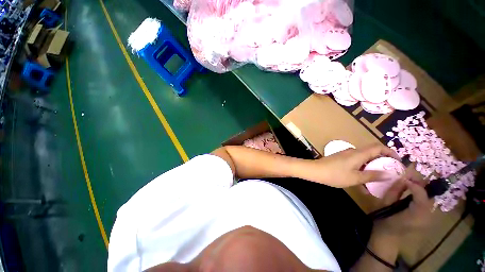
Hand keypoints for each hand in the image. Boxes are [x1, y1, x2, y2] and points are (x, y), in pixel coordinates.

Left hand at [307, 144, 400, 187]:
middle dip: (382, 161)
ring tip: (377, 180)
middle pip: (372, 152)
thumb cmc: (335, 174)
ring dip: (371, 167)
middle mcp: (353, 151)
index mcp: (358, 153)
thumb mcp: (356, 178)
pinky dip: (361, 169)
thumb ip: (372, 175)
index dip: (390, 152)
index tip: (397, 161)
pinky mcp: (341, 159)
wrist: (315, 171)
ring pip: (363, 159)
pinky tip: (362, 180)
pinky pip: (355, 162)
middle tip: (389, 172)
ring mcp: (346, 155)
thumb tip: (389, 174)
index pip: (378, 147)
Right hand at [375, 178, 433, 236]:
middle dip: (420, 185)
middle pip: (428, 197)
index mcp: (416, 215)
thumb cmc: (384, 221)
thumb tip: (401, 178)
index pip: (422, 195)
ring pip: (428, 200)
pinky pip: (426, 205)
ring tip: (410, 184)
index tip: (404, 177)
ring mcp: (429, 220)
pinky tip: (412, 194)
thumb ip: (394, 191)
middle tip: (409, 177)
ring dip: (420, 190)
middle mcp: (427, 217)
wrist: (388, 239)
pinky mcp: (427, 220)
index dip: (415, 184)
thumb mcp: (385, 204)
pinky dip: (420, 197)